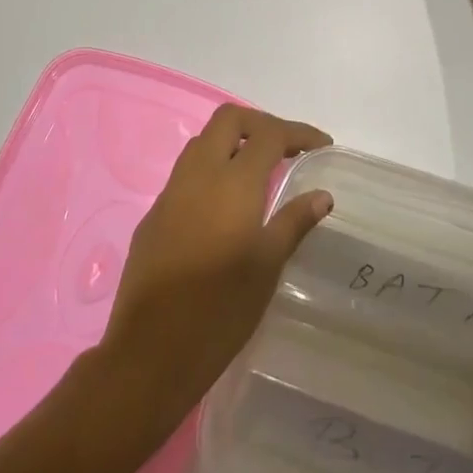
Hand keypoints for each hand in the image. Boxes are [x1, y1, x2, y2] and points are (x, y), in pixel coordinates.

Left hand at [104, 106, 332, 414]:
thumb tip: (322, 195)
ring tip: (260, 171)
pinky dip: (212, 170)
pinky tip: (225, 205)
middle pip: (228, 120)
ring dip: (232, 143)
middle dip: (261, 124)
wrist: (150, 352)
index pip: (269, 134)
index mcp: (232, 183)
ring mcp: (170, 193)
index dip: (299, 133)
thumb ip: (293, 222)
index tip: (322, 146)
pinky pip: (186, 174)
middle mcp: (198, 175)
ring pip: (202, 142)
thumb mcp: (267, 266)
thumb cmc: (220, 310)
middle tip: (287, 149)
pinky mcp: (153, 215)